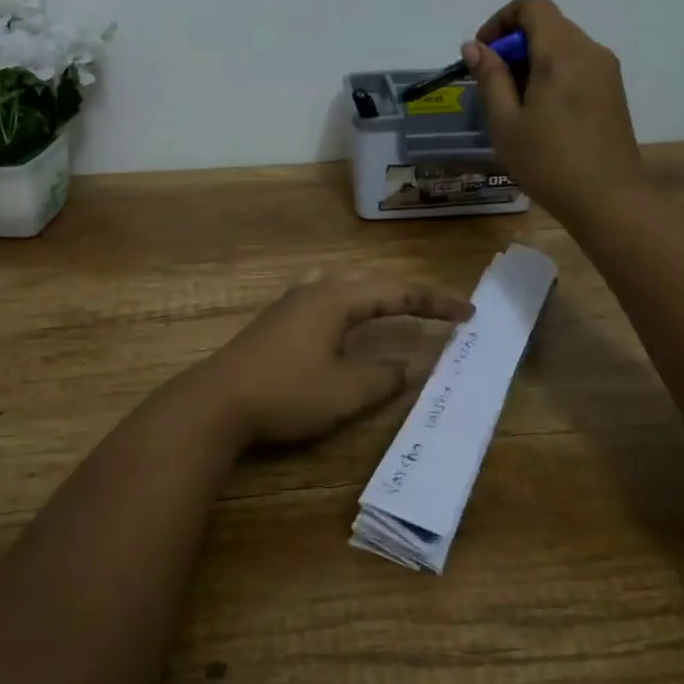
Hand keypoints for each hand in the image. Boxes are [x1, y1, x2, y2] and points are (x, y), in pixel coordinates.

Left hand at [200, 275, 474, 448]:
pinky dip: (351, 305)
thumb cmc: (286, 393)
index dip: (434, 303)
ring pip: (344, 285)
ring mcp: (290, 303)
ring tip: (396, 307)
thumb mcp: (346, 391)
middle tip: (437, 311)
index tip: (467, 315)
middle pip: (370, 280)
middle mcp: (314, 291)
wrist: (216, 403)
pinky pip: (325, 299)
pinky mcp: (276, 321)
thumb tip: (411, 365)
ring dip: (375, 294)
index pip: (397, 291)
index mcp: (336, 299)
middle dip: (407, 294)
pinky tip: (344, 321)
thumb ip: (385, 376)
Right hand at [464, 0, 644, 220]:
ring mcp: (606, 70)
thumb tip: (475, 47)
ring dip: (531, 62)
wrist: (609, 200)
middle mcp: (590, 50)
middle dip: (513, 46)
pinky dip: (551, 74)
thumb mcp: (506, 122)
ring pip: (561, 46)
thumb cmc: (549, 162)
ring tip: (515, 106)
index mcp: (562, 53)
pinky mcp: (612, 90)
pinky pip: (576, 65)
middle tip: (493, 88)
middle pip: (546, 24)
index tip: (483, 56)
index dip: (500, 21)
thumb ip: (490, 78)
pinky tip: (540, 115)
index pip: (531, 5)